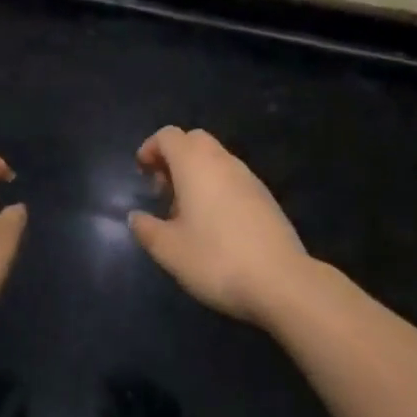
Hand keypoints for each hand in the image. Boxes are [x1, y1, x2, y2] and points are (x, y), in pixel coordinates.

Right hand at [128, 127, 310, 325]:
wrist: (281, 281)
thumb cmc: (216, 259)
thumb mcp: (169, 250)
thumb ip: (147, 229)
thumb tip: (136, 217)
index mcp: (195, 164)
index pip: (168, 136)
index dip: (150, 148)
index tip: (142, 173)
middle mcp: (222, 161)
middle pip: (194, 140)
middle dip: (174, 157)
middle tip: (163, 190)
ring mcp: (248, 177)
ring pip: (215, 159)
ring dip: (196, 173)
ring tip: (185, 212)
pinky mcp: (265, 196)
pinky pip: (232, 178)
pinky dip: (216, 187)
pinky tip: (214, 224)